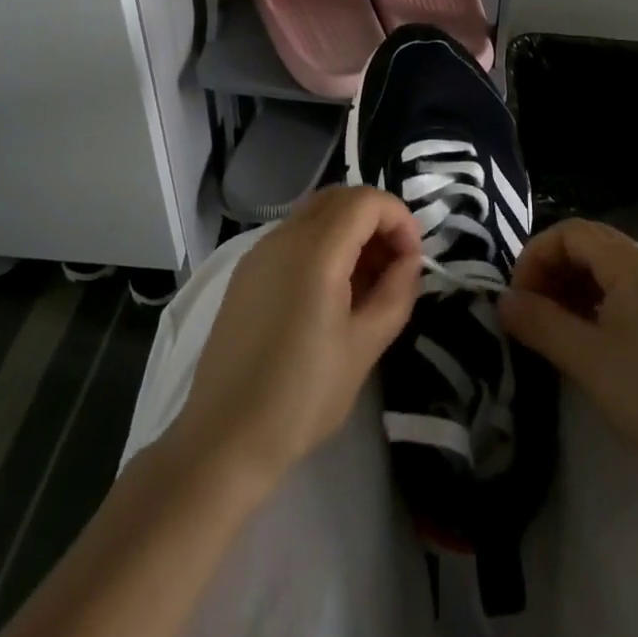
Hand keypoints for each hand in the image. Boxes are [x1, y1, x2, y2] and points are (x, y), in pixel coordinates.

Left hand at [171, 185, 420, 498]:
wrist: (224, 438)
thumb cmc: (302, 397)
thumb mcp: (363, 348)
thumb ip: (395, 294)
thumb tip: (409, 261)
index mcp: (314, 250)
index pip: (366, 201)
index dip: (399, 219)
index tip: (413, 259)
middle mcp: (283, 236)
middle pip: (340, 198)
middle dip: (376, 220)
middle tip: (395, 266)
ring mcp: (259, 252)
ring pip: (315, 214)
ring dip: (349, 230)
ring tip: (368, 282)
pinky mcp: (246, 272)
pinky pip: (293, 236)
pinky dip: (322, 244)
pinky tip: (331, 291)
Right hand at [500, 219, 637, 499]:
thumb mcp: (587, 359)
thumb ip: (540, 323)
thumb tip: (502, 301)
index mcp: (631, 263)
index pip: (569, 232)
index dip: (535, 256)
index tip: (518, 297)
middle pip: (589, 247)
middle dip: (552, 271)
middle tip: (531, 312)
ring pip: (608, 272)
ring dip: (573, 290)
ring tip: (554, 330)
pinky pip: (628, 295)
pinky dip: (598, 307)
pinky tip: (590, 343)